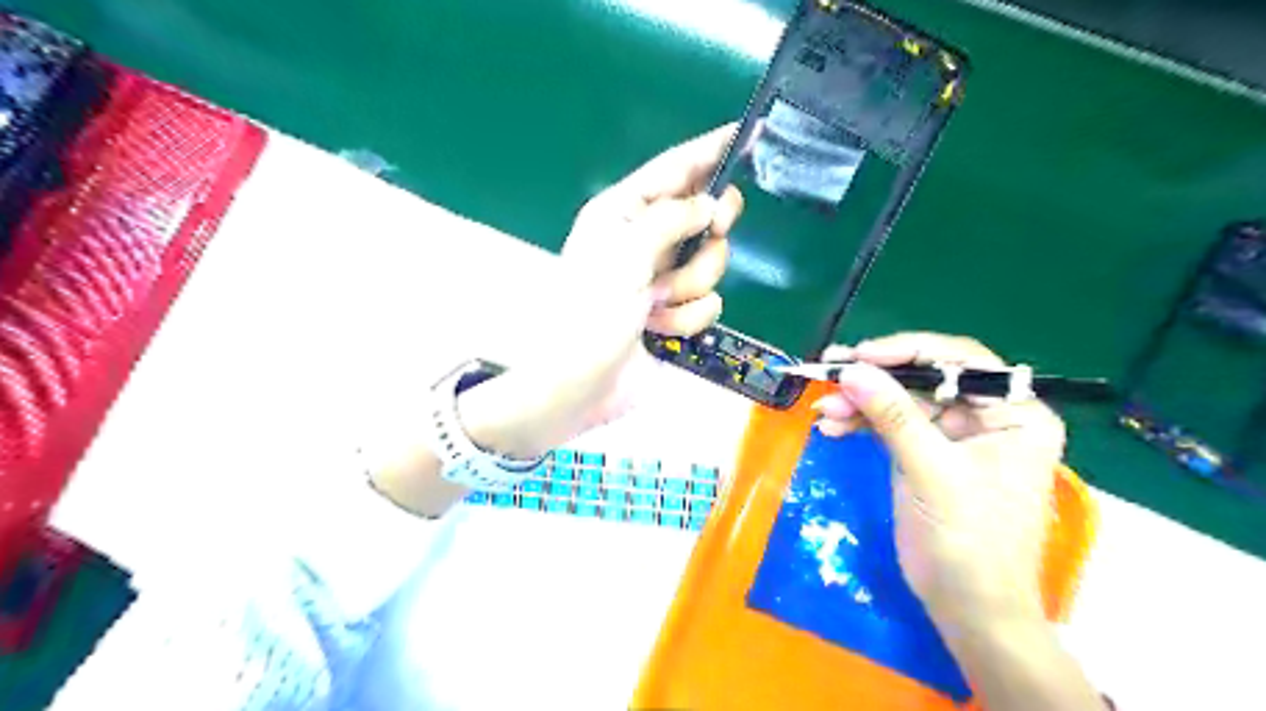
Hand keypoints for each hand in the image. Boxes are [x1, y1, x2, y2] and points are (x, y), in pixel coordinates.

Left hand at [464, 123, 743, 455]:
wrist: (578, 385)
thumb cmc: (590, 312)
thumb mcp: (624, 252)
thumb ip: (672, 218)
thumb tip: (710, 204)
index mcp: (623, 213)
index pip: (675, 169)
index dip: (710, 149)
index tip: (750, 130)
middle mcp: (645, 241)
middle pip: (703, 216)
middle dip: (706, 235)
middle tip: (709, 235)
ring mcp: (661, 280)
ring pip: (711, 264)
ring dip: (689, 287)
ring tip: (658, 304)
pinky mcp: (675, 315)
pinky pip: (707, 304)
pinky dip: (686, 319)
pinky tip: (660, 330)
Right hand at [805, 333, 1058, 627]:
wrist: (969, 610)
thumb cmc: (968, 541)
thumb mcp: (931, 472)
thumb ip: (893, 415)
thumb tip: (851, 369)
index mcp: (1014, 414)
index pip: (960, 360)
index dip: (907, 351)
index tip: (858, 356)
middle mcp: (988, 417)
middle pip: (925, 379)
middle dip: (875, 380)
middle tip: (828, 372)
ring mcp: (955, 437)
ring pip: (902, 401)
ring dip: (861, 404)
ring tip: (823, 411)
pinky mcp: (928, 455)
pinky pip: (892, 426)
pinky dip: (862, 424)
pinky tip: (833, 428)